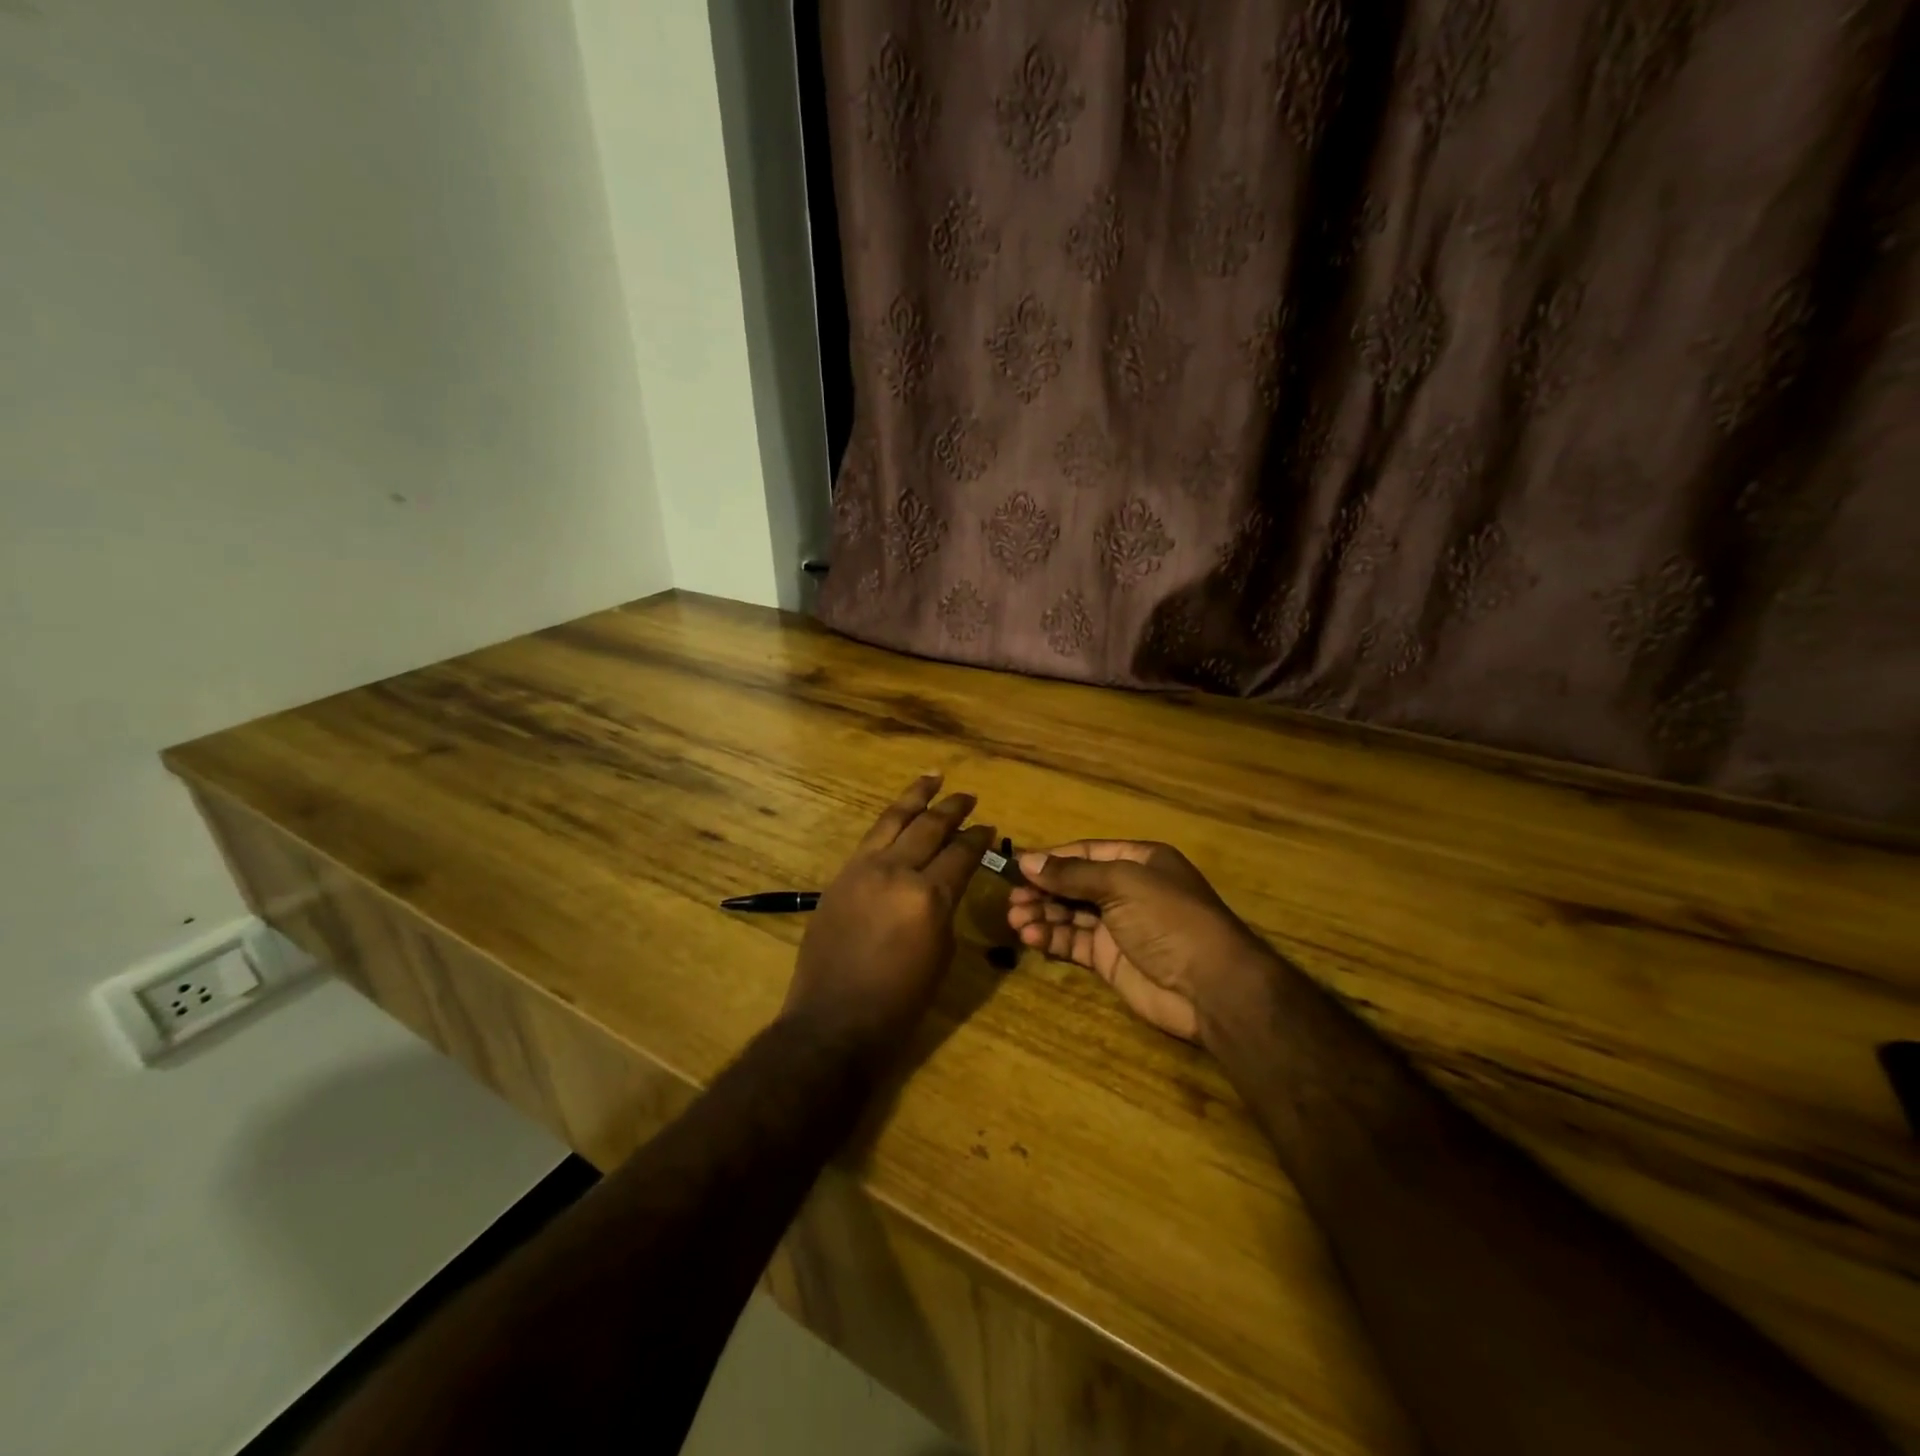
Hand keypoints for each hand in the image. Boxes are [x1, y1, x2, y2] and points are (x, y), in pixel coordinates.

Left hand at [783, 775, 994, 1055]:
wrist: (834, 1020)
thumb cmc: (899, 1002)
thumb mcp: (941, 955)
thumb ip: (945, 909)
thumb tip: (946, 885)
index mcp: (928, 897)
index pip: (961, 853)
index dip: (978, 838)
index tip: (989, 827)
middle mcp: (896, 872)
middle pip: (929, 827)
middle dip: (953, 808)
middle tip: (969, 797)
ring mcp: (863, 869)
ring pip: (894, 820)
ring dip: (916, 796)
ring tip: (933, 777)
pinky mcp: (841, 876)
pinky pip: (870, 838)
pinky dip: (889, 820)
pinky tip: (899, 814)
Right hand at [1006, 840, 1278, 1043]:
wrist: (1211, 986)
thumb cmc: (1169, 918)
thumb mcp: (1122, 883)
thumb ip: (1072, 874)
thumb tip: (1027, 861)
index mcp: (1138, 861)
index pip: (1085, 853)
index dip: (1051, 859)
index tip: (1017, 866)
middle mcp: (1128, 890)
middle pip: (1074, 884)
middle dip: (1043, 890)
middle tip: (1012, 900)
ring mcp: (1119, 926)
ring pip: (1070, 914)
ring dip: (1042, 915)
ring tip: (1015, 920)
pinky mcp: (1110, 960)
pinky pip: (1074, 942)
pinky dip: (1052, 938)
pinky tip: (1030, 938)